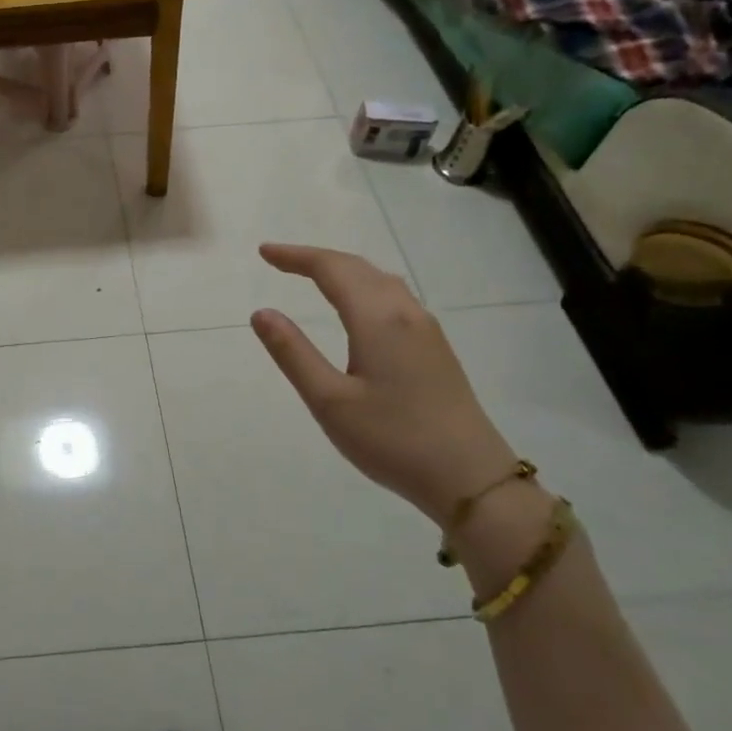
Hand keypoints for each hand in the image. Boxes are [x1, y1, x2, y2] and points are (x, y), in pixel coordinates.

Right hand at [249, 243, 520, 527]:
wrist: (470, 478)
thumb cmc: (392, 439)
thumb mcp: (329, 400)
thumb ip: (293, 353)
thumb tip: (261, 313)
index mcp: (378, 320)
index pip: (332, 270)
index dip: (296, 257)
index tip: (264, 252)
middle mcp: (406, 314)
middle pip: (359, 268)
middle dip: (317, 259)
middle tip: (279, 261)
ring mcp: (426, 330)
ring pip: (381, 282)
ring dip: (344, 271)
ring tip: (312, 276)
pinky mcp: (436, 349)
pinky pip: (394, 299)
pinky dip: (364, 287)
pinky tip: (357, 307)